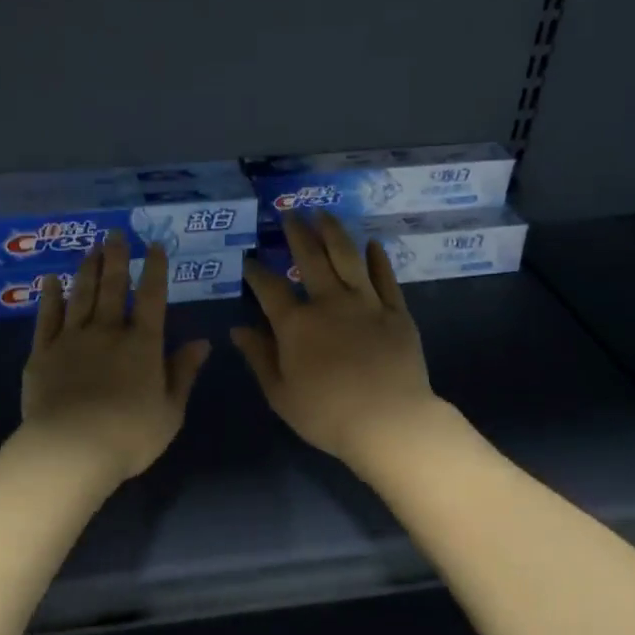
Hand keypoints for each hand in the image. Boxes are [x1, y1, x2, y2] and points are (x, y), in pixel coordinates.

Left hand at [20, 233, 211, 483]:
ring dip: (87, 269)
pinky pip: (47, 317)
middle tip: (116, 234)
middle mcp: (108, 332)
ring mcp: (72, 339)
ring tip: (91, 249)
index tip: (155, 247)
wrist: (71, 449)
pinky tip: (51, 280)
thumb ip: (183, 372)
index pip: (153, 299)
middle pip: (113, 287)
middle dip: (117, 258)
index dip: (156, 270)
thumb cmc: (129, 436)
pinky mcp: (43, 352)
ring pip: (81, 295)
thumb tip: (203, 342)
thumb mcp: (170, 410)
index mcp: (143, 345)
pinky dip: (50, 296)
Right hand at [233, 213, 443, 471]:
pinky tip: (372, 244)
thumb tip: (238, 329)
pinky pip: (385, 278)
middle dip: (297, 233)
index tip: (248, 258)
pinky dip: (378, 259)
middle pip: (310, 258)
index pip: (269, 288)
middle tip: (289, 213)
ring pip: (347, 257)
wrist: (389, 421)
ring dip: (334, 232)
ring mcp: (366, 303)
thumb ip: (259, 357)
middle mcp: (329, 302)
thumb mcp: (280, 394)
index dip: (255, 271)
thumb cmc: (327, 415)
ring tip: (324, 213)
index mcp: (295, 324)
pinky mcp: (396, 312)